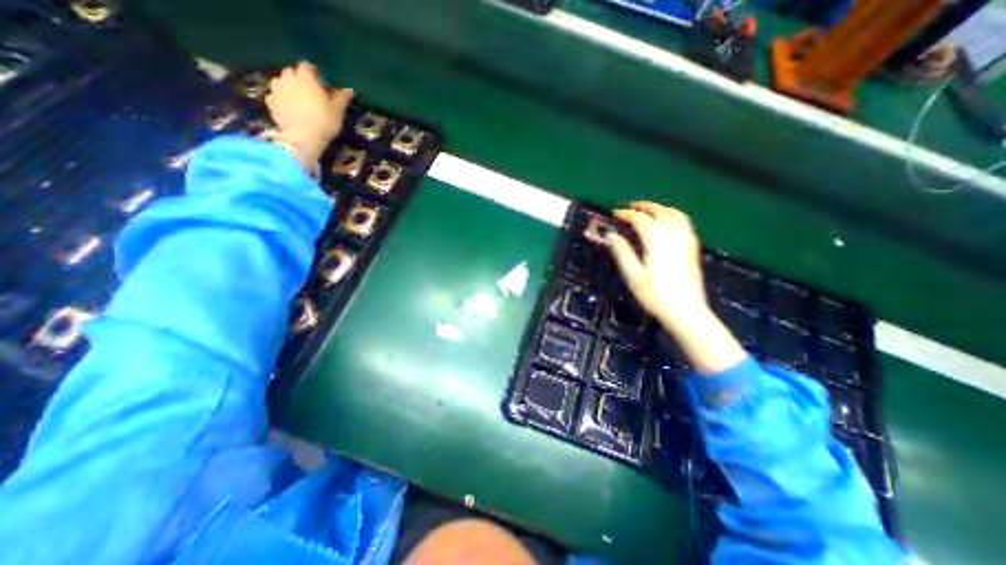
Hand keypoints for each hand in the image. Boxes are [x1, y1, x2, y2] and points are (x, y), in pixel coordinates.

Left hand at [263, 63, 353, 167]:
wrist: (303, 136)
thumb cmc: (324, 121)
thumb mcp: (338, 111)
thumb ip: (342, 99)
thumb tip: (349, 90)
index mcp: (306, 79)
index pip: (306, 66)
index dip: (311, 71)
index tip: (317, 78)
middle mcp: (289, 79)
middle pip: (290, 72)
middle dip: (297, 77)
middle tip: (306, 89)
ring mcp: (277, 90)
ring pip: (279, 82)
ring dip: (285, 86)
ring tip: (294, 97)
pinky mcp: (271, 103)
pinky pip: (273, 96)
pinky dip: (278, 99)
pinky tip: (285, 107)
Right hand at [604, 202, 744, 377]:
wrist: (686, 311)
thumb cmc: (655, 295)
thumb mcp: (633, 276)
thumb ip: (622, 253)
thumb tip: (610, 235)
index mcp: (657, 242)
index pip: (641, 219)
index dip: (627, 214)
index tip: (615, 214)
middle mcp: (673, 237)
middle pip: (660, 212)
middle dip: (644, 206)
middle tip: (630, 207)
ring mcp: (686, 242)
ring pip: (676, 215)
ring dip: (661, 208)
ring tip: (649, 210)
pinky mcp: (692, 249)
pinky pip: (685, 224)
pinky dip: (674, 216)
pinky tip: (669, 223)